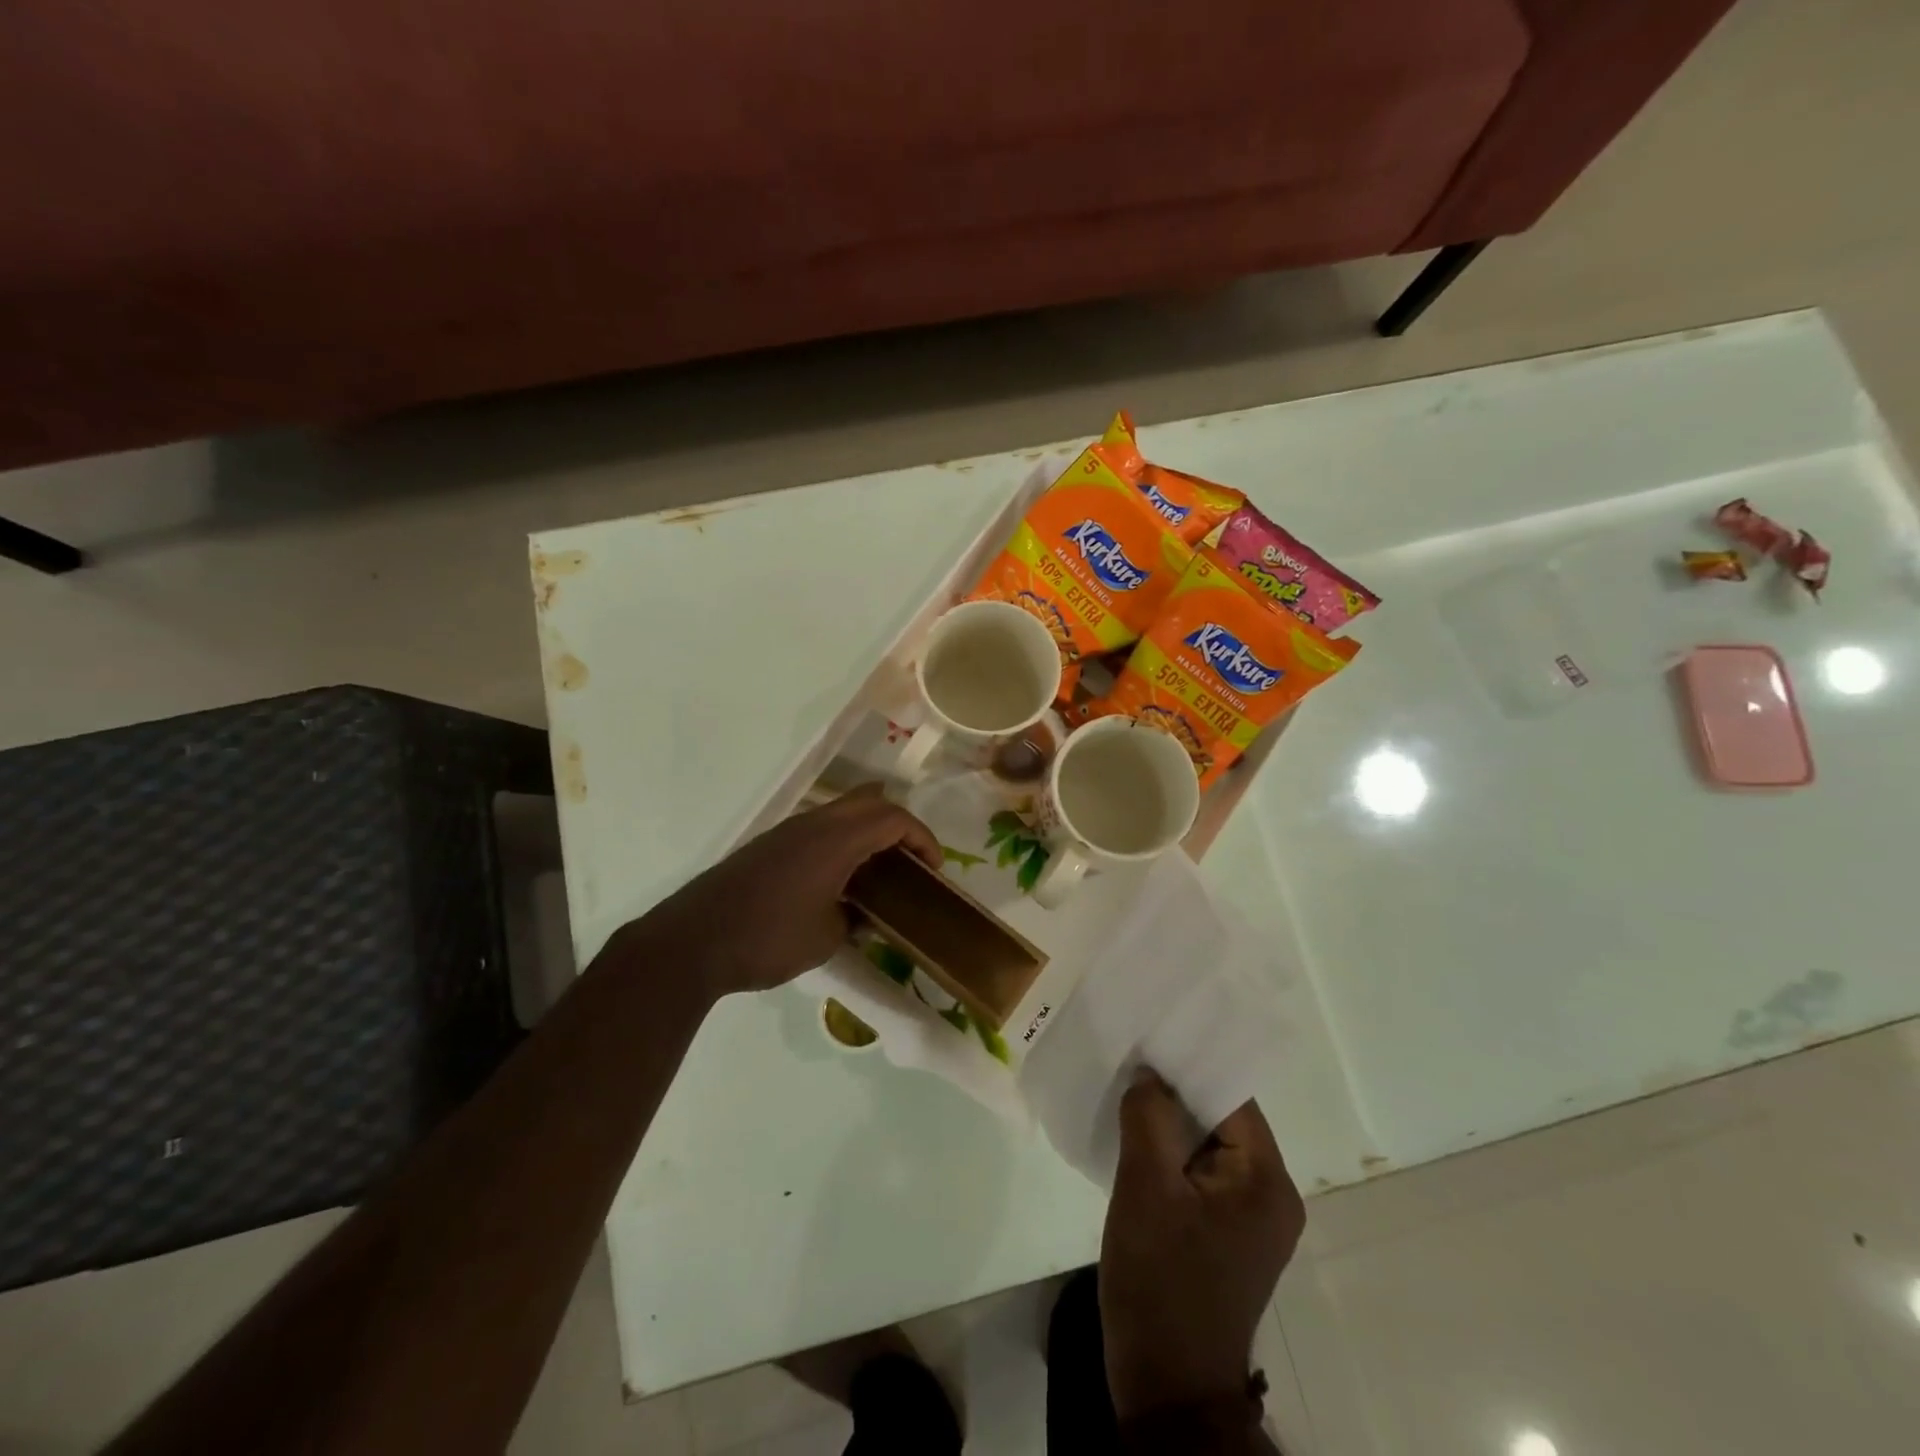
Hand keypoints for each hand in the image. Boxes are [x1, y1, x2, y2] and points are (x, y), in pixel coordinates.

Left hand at [629, 784, 941, 996]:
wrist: (694, 941)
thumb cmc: (769, 938)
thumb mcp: (827, 938)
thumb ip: (856, 919)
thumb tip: (866, 914)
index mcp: (835, 840)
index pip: (893, 818)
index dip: (922, 838)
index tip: (934, 868)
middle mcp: (813, 824)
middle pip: (869, 802)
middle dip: (899, 824)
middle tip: (911, 860)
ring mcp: (787, 831)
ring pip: (842, 812)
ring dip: (868, 830)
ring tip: (880, 869)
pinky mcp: (769, 845)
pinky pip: (819, 828)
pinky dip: (843, 841)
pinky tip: (840, 878)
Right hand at [1098, 1071, 1304, 1419]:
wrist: (1166, 1386)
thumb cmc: (1160, 1281)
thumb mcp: (1146, 1188)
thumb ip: (1149, 1117)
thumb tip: (1149, 1074)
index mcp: (1266, 1180)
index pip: (1231, 1097)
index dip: (1188, 1065)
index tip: (1147, 1040)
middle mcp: (1270, 1194)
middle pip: (1221, 1118)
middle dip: (1175, 1092)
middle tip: (1130, 1061)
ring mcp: (1250, 1218)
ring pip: (1207, 1145)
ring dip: (1169, 1123)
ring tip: (1126, 1092)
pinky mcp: (1226, 1235)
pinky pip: (1200, 1173)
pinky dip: (1170, 1154)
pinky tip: (1134, 1140)